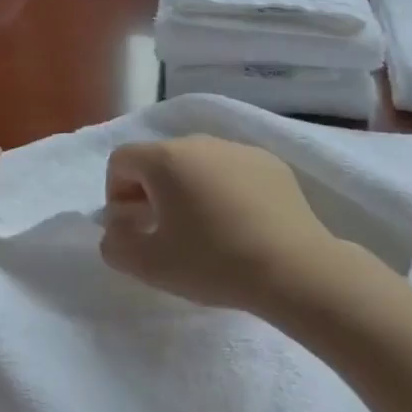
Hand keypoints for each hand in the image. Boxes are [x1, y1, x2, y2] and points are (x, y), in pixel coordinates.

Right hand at [99, 135, 335, 316]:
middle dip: (150, 192)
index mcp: (166, 159)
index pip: (121, 160)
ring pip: (196, 163)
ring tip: (203, 230)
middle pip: (159, 159)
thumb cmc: (214, 262)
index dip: (116, 195)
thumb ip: (115, 245)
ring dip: (187, 190)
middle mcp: (201, 142)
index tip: (133, 229)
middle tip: (163, 233)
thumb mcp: (150, 265)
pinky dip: (222, 190)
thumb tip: (116, 229)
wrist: (295, 269)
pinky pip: (230, 170)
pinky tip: (238, 225)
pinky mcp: (271, 163)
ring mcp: (239, 149)